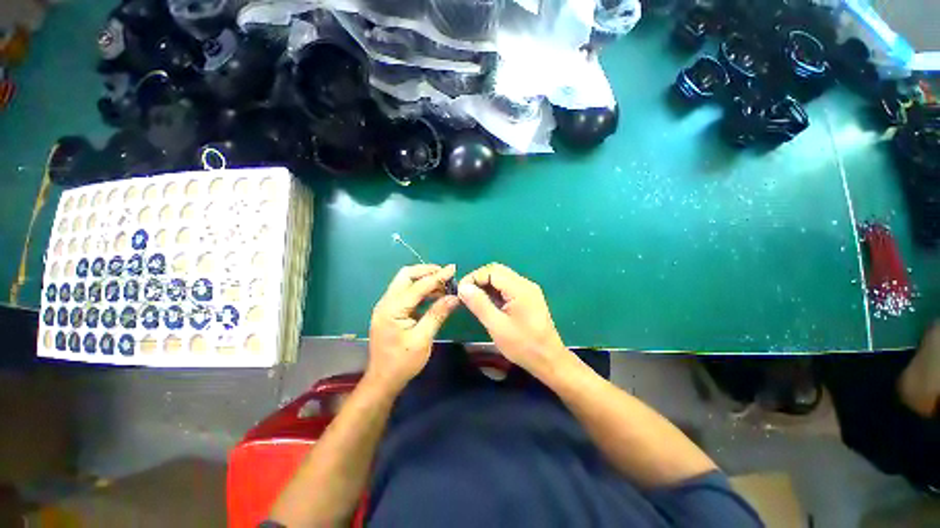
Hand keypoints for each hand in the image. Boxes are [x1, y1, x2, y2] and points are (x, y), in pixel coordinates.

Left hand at [367, 264, 459, 392]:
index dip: (437, 276)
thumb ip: (438, 314)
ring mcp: (387, 306)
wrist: (383, 380)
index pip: (418, 286)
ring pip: (405, 283)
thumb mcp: (423, 339)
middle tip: (445, 274)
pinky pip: (406, 293)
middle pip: (406, 276)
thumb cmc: (402, 362)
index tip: (453, 269)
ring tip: (444, 284)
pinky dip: (420, 290)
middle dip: (426, 272)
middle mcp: (386, 302)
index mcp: (392, 309)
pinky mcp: (391, 311)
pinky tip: (434, 295)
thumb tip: (455, 297)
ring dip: (424, 280)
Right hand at [458, 263, 572, 378]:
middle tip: (466, 296)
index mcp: (520, 288)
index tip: (461, 292)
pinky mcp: (528, 298)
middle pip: (497, 271)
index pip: (492, 270)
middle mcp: (525, 284)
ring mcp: (528, 290)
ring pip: (502, 278)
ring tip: (473, 301)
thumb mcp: (497, 326)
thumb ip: (479, 304)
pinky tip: (487, 305)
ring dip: (486, 286)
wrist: (549, 360)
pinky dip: (494, 292)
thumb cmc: (523, 346)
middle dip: (479, 280)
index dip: (474, 277)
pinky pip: (507, 288)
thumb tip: (463, 287)